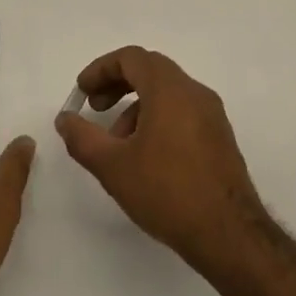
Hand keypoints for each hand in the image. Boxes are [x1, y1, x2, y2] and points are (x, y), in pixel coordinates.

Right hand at [55, 47, 266, 273]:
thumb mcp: (113, 166)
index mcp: (170, 89)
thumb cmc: (167, 192)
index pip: (131, 58)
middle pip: (150, 71)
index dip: (101, 69)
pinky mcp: (220, 139)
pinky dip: (157, 120)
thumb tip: (65, 119)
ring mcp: (212, 116)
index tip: (83, 92)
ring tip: (118, 145)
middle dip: (117, 85)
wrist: (230, 236)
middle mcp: (194, 93)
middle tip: (95, 109)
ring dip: (136, 108)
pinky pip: (182, 113)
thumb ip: (82, 138)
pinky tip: (146, 158)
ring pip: (166, 94)